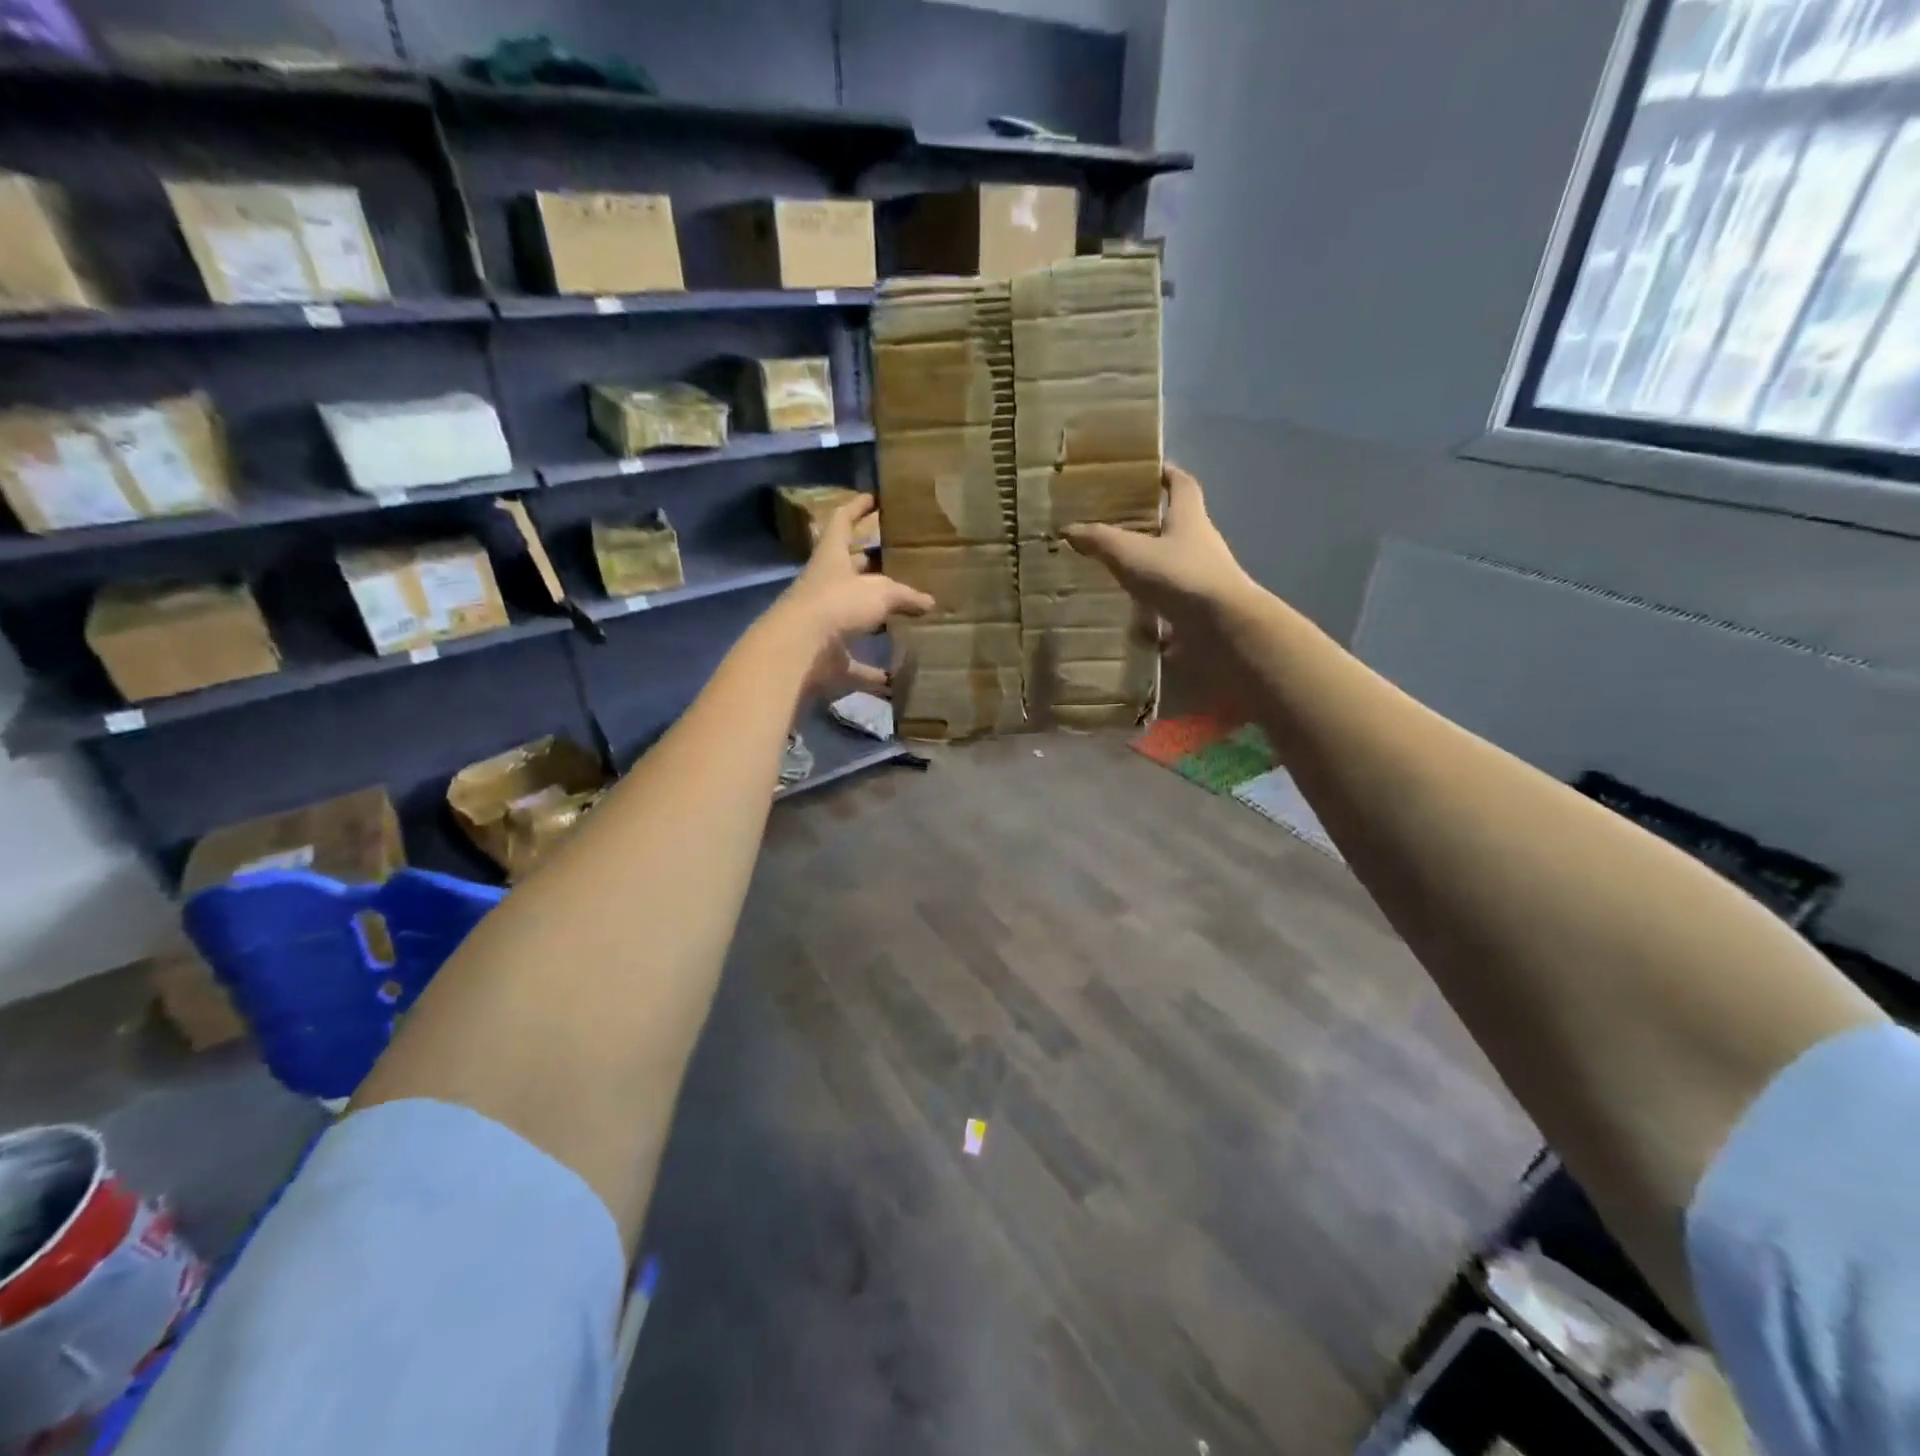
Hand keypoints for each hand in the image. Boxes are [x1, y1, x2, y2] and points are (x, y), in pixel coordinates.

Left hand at [771, 494, 933, 698]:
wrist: (800, 649)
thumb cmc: (837, 604)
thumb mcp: (880, 592)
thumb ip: (905, 596)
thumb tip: (929, 602)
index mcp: (832, 558)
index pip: (842, 522)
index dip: (857, 508)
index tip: (873, 498)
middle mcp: (824, 586)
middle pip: (847, 569)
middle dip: (869, 563)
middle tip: (896, 559)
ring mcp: (822, 622)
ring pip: (851, 615)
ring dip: (873, 616)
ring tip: (902, 614)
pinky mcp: (826, 655)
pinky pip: (855, 664)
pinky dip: (873, 673)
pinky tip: (894, 681)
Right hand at [1064, 464, 1261, 683]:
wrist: (1223, 628)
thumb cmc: (1180, 576)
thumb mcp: (1131, 553)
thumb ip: (1100, 540)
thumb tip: (1068, 528)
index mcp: (1190, 519)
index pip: (1182, 486)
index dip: (1168, 475)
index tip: (1152, 470)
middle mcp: (1201, 545)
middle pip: (1177, 527)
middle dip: (1151, 525)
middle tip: (1117, 526)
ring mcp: (1203, 580)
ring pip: (1172, 567)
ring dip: (1149, 569)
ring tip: (1114, 574)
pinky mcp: (1199, 612)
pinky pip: (1170, 604)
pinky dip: (1150, 609)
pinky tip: (1125, 617)